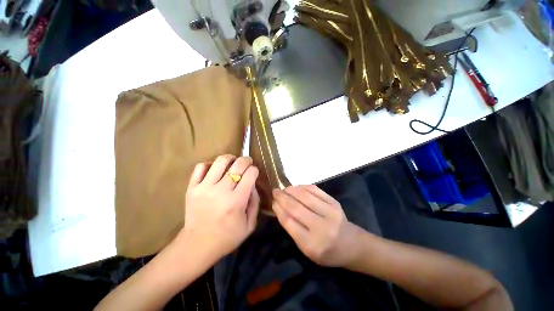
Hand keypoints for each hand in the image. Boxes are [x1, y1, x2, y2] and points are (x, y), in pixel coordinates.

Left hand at [180, 155, 259, 263]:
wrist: (197, 246)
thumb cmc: (227, 237)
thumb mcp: (250, 224)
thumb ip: (255, 202)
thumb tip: (253, 183)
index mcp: (237, 201)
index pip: (250, 174)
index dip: (255, 170)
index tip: (254, 173)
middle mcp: (221, 191)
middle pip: (238, 164)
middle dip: (246, 160)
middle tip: (248, 162)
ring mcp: (204, 188)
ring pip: (220, 161)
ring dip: (230, 158)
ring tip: (233, 161)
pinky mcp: (192, 188)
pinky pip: (201, 167)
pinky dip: (210, 164)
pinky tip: (215, 169)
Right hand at [272, 185, 363, 267]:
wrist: (351, 244)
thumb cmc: (326, 251)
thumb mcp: (306, 249)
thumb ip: (293, 229)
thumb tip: (280, 207)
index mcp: (312, 244)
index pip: (289, 222)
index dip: (278, 209)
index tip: (272, 202)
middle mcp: (321, 228)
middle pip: (296, 208)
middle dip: (282, 197)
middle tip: (275, 191)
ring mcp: (330, 212)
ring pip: (305, 196)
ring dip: (291, 190)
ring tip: (284, 189)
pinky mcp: (334, 202)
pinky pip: (315, 190)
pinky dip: (303, 187)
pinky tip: (296, 187)